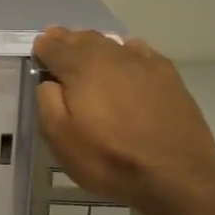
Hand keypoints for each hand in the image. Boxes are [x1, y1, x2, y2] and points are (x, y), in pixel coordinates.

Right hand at [32, 28, 214, 214]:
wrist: (177, 176)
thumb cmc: (109, 158)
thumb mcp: (60, 137)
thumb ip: (47, 101)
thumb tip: (49, 81)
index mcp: (82, 68)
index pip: (54, 46)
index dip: (42, 48)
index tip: (37, 53)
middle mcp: (112, 56)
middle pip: (83, 39)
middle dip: (66, 40)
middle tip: (56, 44)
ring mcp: (144, 63)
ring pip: (111, 42)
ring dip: (93, 44)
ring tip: (85, 51)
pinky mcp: (168, 76)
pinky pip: (139, 51)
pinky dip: (124, 50)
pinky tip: (123, 58)